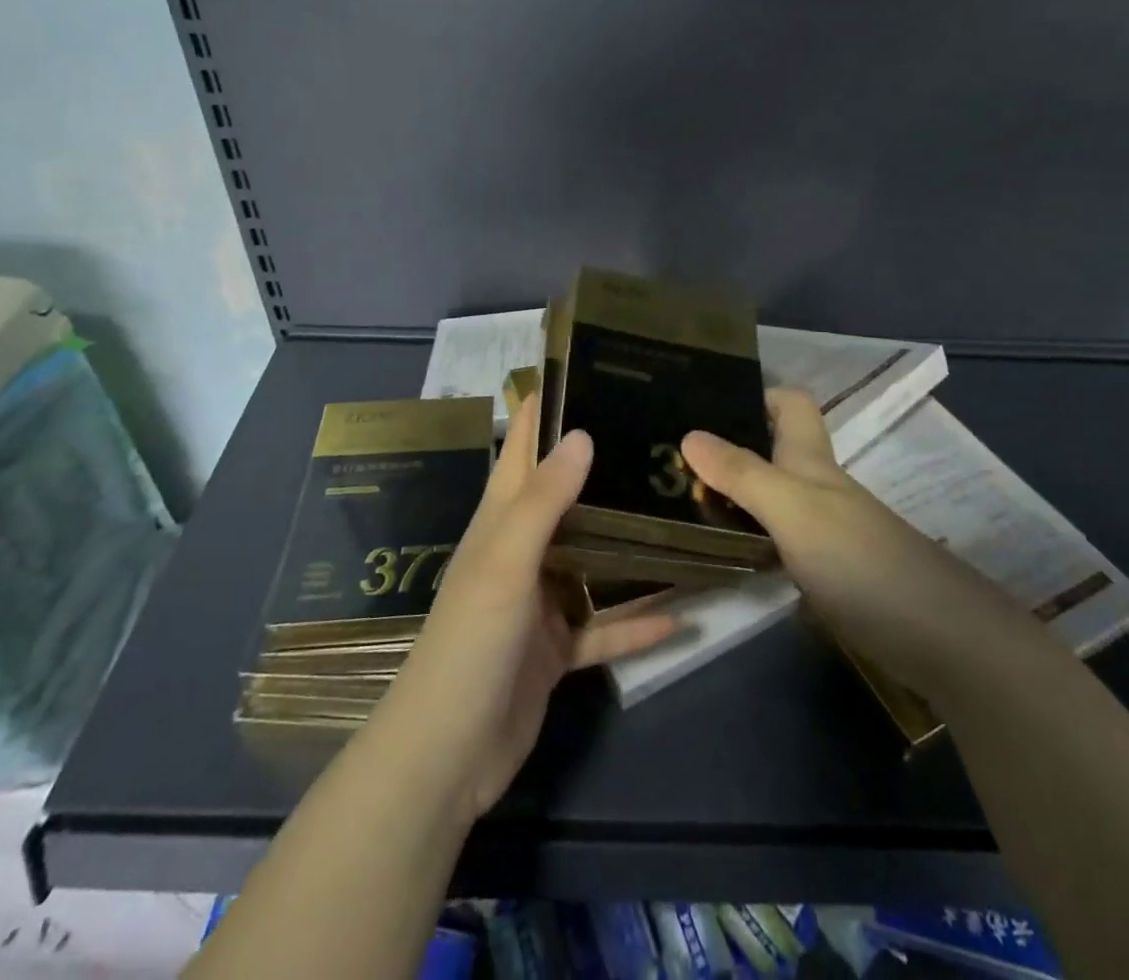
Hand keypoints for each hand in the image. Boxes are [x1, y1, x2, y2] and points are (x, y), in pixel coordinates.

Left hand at [367, 396, 680, 822]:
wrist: (448, 756)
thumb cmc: (470, 642)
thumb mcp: (506, 562)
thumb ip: (544, 500)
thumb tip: (582, 432)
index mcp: (499, 521)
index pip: (522, 448)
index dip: (545, 409)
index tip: (587, 372)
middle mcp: (520, 551)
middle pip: (565, 497)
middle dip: (602, 468)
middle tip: (656, 439)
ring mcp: (538, 601)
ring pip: (590, 560)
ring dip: (626, 544)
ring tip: (677, 513)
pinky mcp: (554, 648)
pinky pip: (603, 626)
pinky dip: (635, 621)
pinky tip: (681, 614)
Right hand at [683, 389, 1018, 692]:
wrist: (936, 638)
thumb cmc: (860, 558)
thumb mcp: (793, 508)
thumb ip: (741, 473)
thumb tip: (687, 433)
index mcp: (812, 460)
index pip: (789, 403)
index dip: (754, 393)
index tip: (702, 399)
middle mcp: (816, 487)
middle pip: (771, 450)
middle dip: (726, 444)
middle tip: (668, 453)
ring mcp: (822, 531)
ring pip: (769, 495)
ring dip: (730, 492)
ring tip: (674, 497)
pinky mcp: (823, 573)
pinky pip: (773, 538)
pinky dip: (745, 535)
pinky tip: (715, 548)